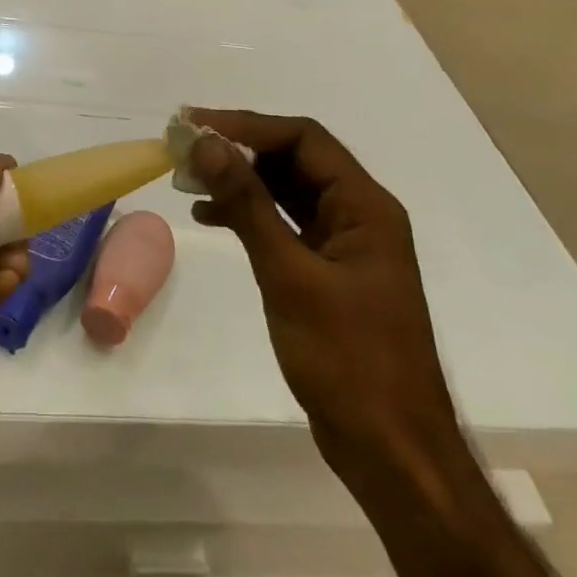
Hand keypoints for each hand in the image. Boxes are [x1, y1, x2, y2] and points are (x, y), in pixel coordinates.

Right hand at [183, 110, 464, 495]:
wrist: (391, 452)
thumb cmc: (347, 359)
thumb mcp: (289, 275)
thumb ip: (248, 205)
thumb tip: (207, 144)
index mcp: (365, 206)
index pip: (303, 139)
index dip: (247, 125)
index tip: (195, 125)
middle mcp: (358, 215)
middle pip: (295, 159)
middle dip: (240, 149)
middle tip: (185, 147)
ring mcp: (344, 245)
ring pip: (288, 191)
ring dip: (241, 181)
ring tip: (190, 178)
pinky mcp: (328, 273)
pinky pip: (285, 225)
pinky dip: (249, 215)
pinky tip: (212, 218)